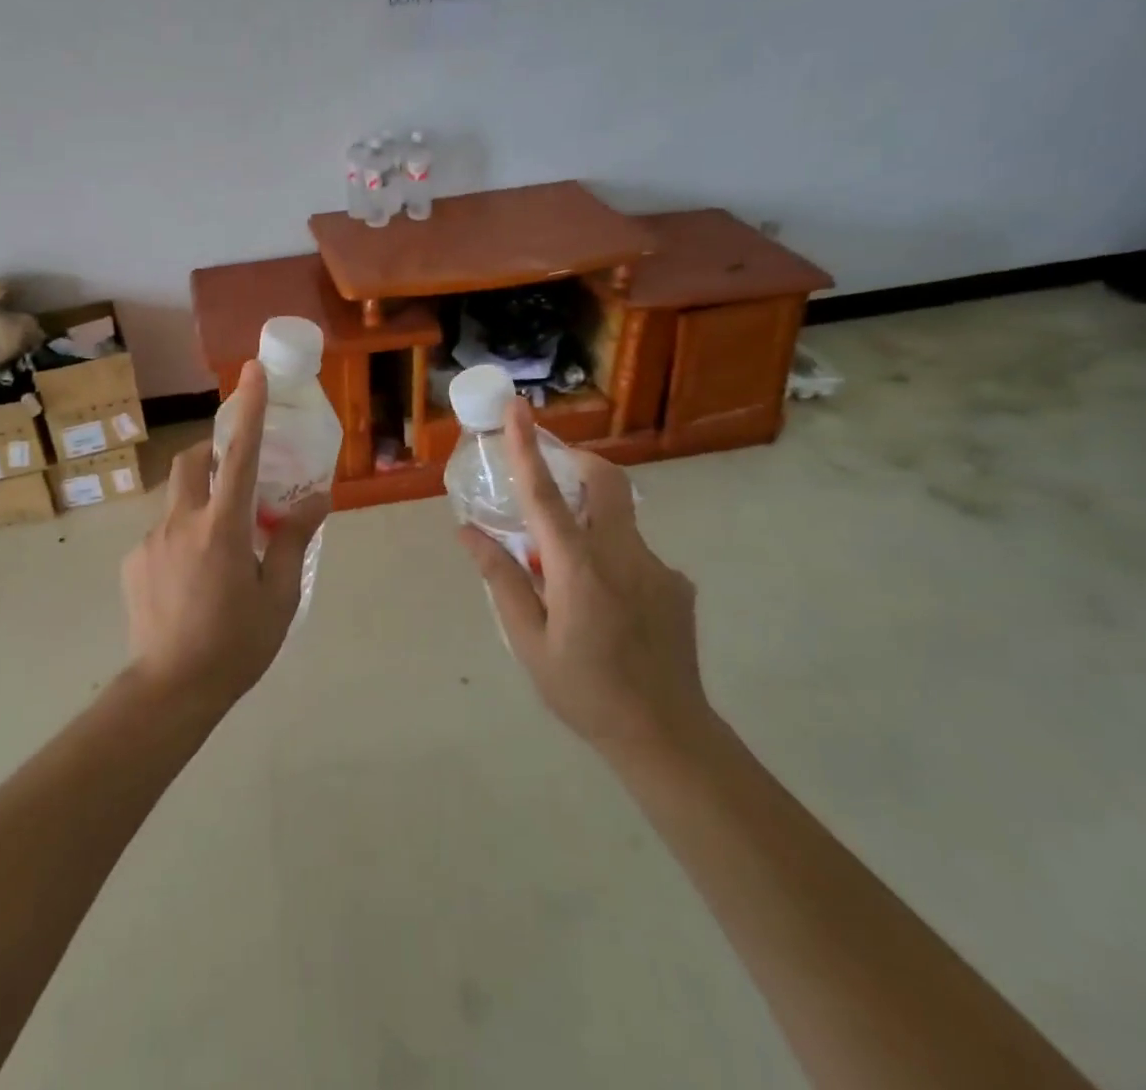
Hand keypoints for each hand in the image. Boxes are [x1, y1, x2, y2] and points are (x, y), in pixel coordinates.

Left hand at [121, 362, 330, 714]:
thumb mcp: (279, 595)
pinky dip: (182, 537)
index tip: (252, 372)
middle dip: (212, 450)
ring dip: (200, 502)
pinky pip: (161, 533)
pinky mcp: (133, 563)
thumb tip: (316, 499)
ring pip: (176, 499)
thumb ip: (293, 539)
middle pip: (191, 461)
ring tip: (219, 546)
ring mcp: (150, 541)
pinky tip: (193, 580)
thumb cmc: (235, 644)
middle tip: (237, 475)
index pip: (238, 454)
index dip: (248, 409)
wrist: (169, 691)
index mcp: (222, 526)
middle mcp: (180, 522)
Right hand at [457, 400, 707, 762]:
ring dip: (589, 527)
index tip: (519, 408)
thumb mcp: (528, 641)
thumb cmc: (585, 691)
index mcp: (580, 568)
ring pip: (618, 522)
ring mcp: (658, 567)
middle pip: (605, 481)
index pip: (547, 495)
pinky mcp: (677, 584)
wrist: (667, 737)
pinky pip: (635, 554)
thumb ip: (501, 579)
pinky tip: (606, 610)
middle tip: (551, 476)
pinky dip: (611, 561)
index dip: (529, 448)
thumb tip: (468, 532)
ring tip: (570, 582)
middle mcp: (623, 555)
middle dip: (577, 462)